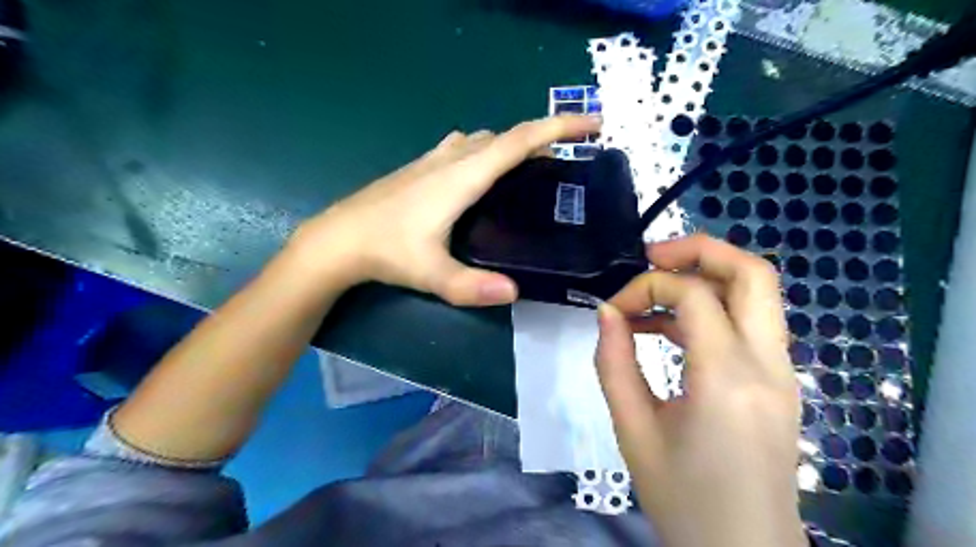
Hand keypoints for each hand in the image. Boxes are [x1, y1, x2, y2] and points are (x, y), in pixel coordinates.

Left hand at [287, 113, 599, 304]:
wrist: (338, 239)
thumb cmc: (385, 251)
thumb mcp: (431, 274)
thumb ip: (471, 287)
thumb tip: (515, 292)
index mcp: (461, 177)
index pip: (518, 142)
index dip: (557, 127)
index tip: (591, 124)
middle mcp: (451, 159)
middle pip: (506, 136)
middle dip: (543, 136)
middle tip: (570, 155)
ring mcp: (433, 160)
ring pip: (484, 139)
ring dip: (513, 143)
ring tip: (534, 165)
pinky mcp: (422, 167)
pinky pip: (465, 146)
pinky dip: (488, 149)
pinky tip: (486, 172)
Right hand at [598, 234, 804, 546]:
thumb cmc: (683, 498)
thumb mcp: (633, 430)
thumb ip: (613, 363)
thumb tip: (607, 312)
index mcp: (728, 379)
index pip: (694, 295)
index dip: (646, 287)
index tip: (613, 310)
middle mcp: (769, 365)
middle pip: (753, 272)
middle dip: (698, 250)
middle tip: (650, 257)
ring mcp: (783, 372)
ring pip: (758, 291)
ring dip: (705, 276)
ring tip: (653, 294)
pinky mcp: (779, 381)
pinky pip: (750, 321)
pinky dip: (711, 307)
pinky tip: (670, 328)